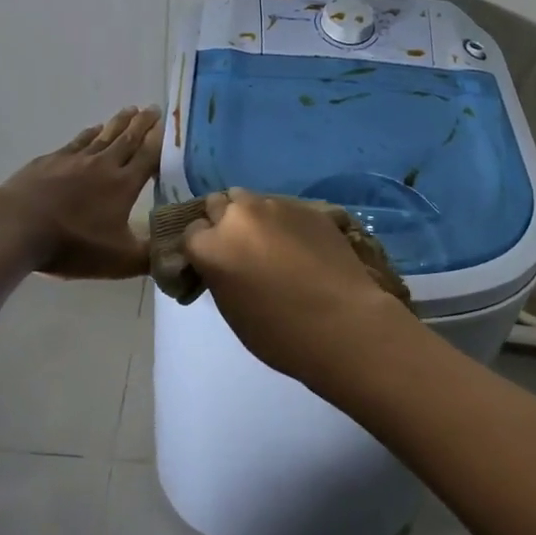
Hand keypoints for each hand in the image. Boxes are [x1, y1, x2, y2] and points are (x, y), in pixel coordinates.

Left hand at [0, 106, 161, 278]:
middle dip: (143, 123)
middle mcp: (103, 164)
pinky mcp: (50, 160)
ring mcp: (75, 159)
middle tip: (153, 108)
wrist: (16, 226)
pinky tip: (93, 129)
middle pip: (128, 138)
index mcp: (124, 184)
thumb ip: (151, 256)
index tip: (170, 124)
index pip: (149, 156)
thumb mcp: (119, 260)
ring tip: (130, 110)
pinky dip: (90, 133)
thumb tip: (179, 251)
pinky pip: (78, 141)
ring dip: (119, 122)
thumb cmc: (72, 244)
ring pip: (104, 135)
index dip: (161, 140)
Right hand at [179, 188, 415, 384]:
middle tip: (240, 248)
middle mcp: (239, 216)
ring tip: (272, 244)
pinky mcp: (308, 207)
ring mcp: (276, 206)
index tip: (213, 262)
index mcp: (212, 245)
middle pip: (219, 204)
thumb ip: (219, 273)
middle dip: (224, 222)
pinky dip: (285, 223)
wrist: (343, 323)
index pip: (192, 232)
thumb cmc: (280, 333)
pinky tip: (301, 246)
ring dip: (254, 218)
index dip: (202, 247)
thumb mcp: (232, 309)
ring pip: (253, 201)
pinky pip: (285, 209)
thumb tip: (224, 261)